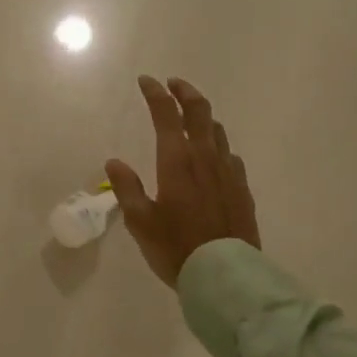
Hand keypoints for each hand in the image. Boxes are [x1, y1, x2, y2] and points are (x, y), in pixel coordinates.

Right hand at [106, 76, 259, 287]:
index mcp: (176, 160)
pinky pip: (229, 155)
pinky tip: (213, 158)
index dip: (155, 93)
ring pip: (217, 130)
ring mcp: (228, 171)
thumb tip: (114, 162)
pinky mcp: (242, 188)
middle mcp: (205, 157)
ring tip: (192, 117)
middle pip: (199, 111)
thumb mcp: (140, 220)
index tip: (146, 81)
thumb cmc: (175, 247)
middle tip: (173, 85)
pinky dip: (217, 146)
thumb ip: (127, 187)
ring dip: (203, 117)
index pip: (166, 113)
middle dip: (185, 92)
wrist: (224, 274)